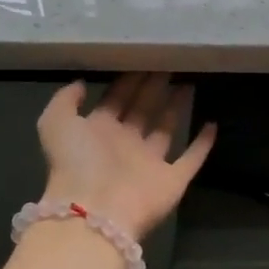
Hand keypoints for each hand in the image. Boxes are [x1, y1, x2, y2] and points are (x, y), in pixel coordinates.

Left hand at [37, 74, 216, 239]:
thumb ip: (65, 100)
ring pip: (166, 129)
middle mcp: (124, 145)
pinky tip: (213, 124)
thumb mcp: (56, 122)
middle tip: (170, 63)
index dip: (129, 80)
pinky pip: (191, 159)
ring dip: (176, 108)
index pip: (116, 99)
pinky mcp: (172, 180)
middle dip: (154, 88)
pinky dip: (202, 144)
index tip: (144, 57)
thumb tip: (81, 83)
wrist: (96, 211)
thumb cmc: (77, 163)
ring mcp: (149, 164)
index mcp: (97, 131)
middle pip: (142, 110)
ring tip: (189, 83)